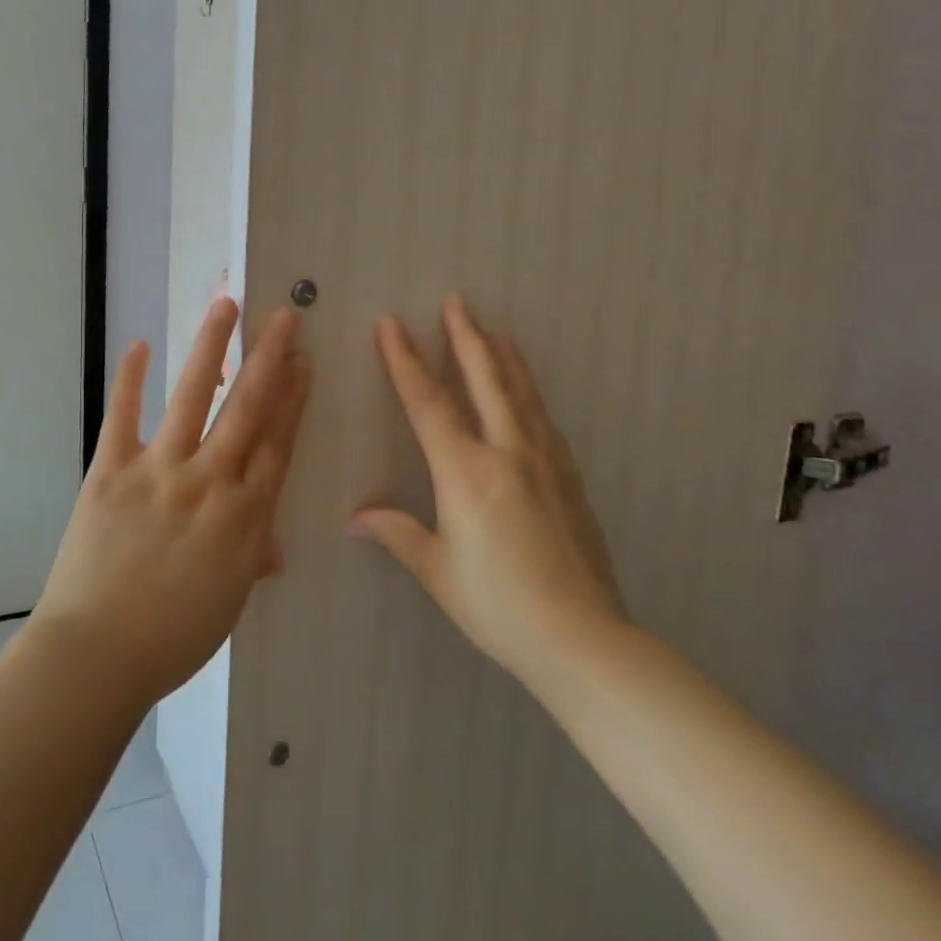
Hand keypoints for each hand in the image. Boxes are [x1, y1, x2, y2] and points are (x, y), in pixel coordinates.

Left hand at [33, 299, 312, 708]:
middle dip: (268, 359)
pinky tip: (139, 344)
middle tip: (283, 317)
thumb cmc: (172, 638)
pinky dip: (129, 379)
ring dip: (210, 348)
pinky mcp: (111, 471)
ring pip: (192, 398)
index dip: (293, 400)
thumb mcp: (228, 602)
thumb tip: (271, 546)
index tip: (303, 363)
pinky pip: (122, 416)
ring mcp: (158, 471)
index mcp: (244, 517)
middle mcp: (208, 482)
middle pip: (247, 410)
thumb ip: (251, 559)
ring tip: (225, 306)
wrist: (96, 655)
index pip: (277, 444)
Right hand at [352, 294, 625, 689]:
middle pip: (484, 380)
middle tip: (457, 300)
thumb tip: (356, 517)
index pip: (428, 402)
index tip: (391, 324)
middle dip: (465, 337)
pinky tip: (527, 391)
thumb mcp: (437, 569)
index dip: (406, 360)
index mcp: (466, 472)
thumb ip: (397, 532)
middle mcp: (507, 453)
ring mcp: (545, 462)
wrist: (583, 640)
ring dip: (503, 356)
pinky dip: (529, 392)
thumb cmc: (498, 605)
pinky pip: (543, 419)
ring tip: (494, 329)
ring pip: (520, 393)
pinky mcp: (570, 479)